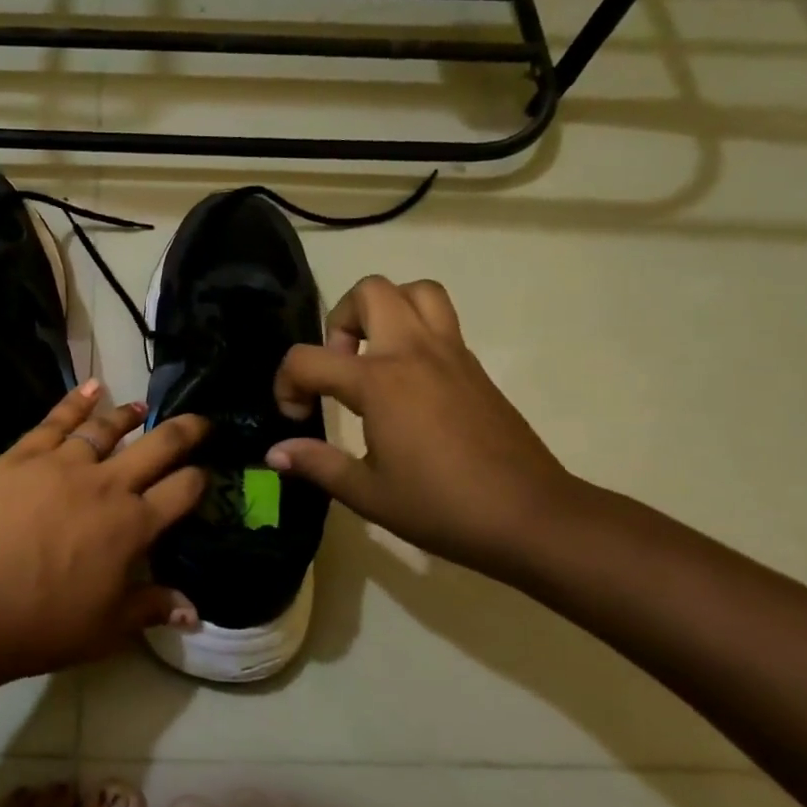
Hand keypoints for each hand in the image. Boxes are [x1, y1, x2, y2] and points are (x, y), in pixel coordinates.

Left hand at [0, 381, 208, 679]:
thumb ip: (153, 608)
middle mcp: (106, 484)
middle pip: (157, 447)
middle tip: (200, 421)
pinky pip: (56, 420)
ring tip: (140, 407)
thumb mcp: (108, 627)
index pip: (181, 491)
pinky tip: (92, 386)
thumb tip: (195, 612)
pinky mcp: (24, 455)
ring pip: (105, 428)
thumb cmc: (46, 622)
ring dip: (128, 415)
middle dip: (185, 431)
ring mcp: (63, 464)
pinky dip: (77, 400)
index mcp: (132, 525)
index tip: (204, 473)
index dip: (198, 479)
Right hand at [268, 276, 578, 576]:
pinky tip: (408, 383)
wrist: (531, 516)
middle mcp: (413, 352)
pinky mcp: (474, 366)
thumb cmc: (442, 507)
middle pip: (369, 291)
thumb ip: (317, 464)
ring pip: (415, 291)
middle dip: (339, 321)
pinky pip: (440, 320)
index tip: (298, 417)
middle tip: (339, 366)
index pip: (308, 358)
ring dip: (385, 310)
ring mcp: (450, 353)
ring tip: (374, 356)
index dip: (286, 384)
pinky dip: (415, 330)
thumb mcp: (368, 494)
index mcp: (379, 382)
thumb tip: (274, 452)